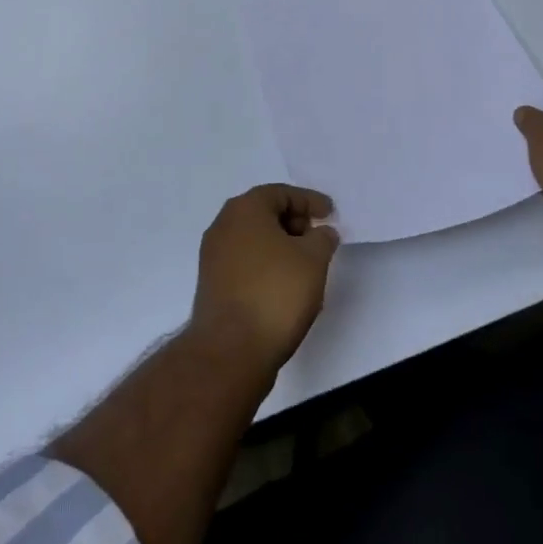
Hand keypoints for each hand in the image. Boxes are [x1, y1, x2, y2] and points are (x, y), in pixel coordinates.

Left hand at [192, 185, 340, 371]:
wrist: (230, 349)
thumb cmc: (275, 293)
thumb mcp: (313, 260)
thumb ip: (322, 238)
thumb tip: (320, 232)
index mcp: (244, 209)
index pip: (281, 193)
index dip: (309, 201)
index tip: (330, 214)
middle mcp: (223, 225)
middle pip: (264, 212)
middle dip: (294, 222)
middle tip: (318, 238)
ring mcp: (213, 255)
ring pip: (253, 238)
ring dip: (280, 245)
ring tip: (306, 265)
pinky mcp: (212, 283)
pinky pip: (245, 261)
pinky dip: (266, 264)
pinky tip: (285, 285)